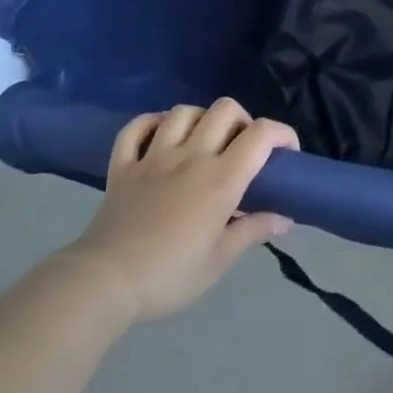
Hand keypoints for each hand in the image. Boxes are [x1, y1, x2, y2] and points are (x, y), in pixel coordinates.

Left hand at [66, 99, 297, 324]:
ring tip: (204, 142)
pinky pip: (136, 128)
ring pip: (183, 112)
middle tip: (242, 149)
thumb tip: (285, 218)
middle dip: (242, 121)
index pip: (261, 134)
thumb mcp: (219, 261)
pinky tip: (160, 136)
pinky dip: (151, 124)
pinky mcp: (123, 164)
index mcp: (220, 178)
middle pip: (224, 109)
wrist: (105, 283)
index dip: (282, 133)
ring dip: (201, 119)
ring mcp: (154, 156)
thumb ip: (253, 231)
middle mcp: (191, 155)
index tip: (287, 152)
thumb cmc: (170, 275)